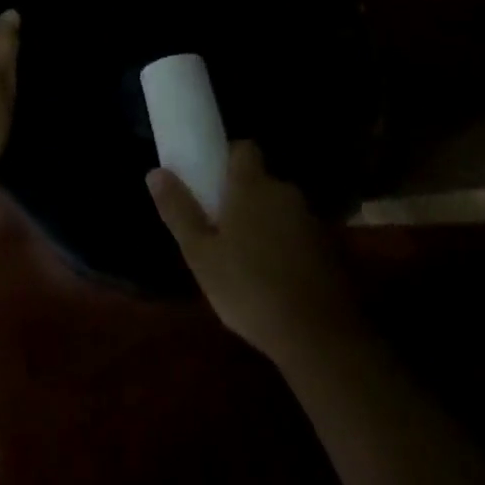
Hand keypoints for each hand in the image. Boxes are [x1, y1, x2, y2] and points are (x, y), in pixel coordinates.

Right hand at [148, 142, 360, 365]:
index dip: (227, 157)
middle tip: (220, 228)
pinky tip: (275, 277)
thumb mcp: (201, 254)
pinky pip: (298, 233)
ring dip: (265, 222)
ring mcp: (311, 219)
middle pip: (260, 181)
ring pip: (280, 209)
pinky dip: (286, 245)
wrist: (318, 336)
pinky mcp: (329, 247)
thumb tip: (155, 172)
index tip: (211, 180)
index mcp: (252, 186)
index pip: (243, 148)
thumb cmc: (249, 288)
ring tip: (246, 259)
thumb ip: (179, 211)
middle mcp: (284, 192)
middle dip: (243, 197)